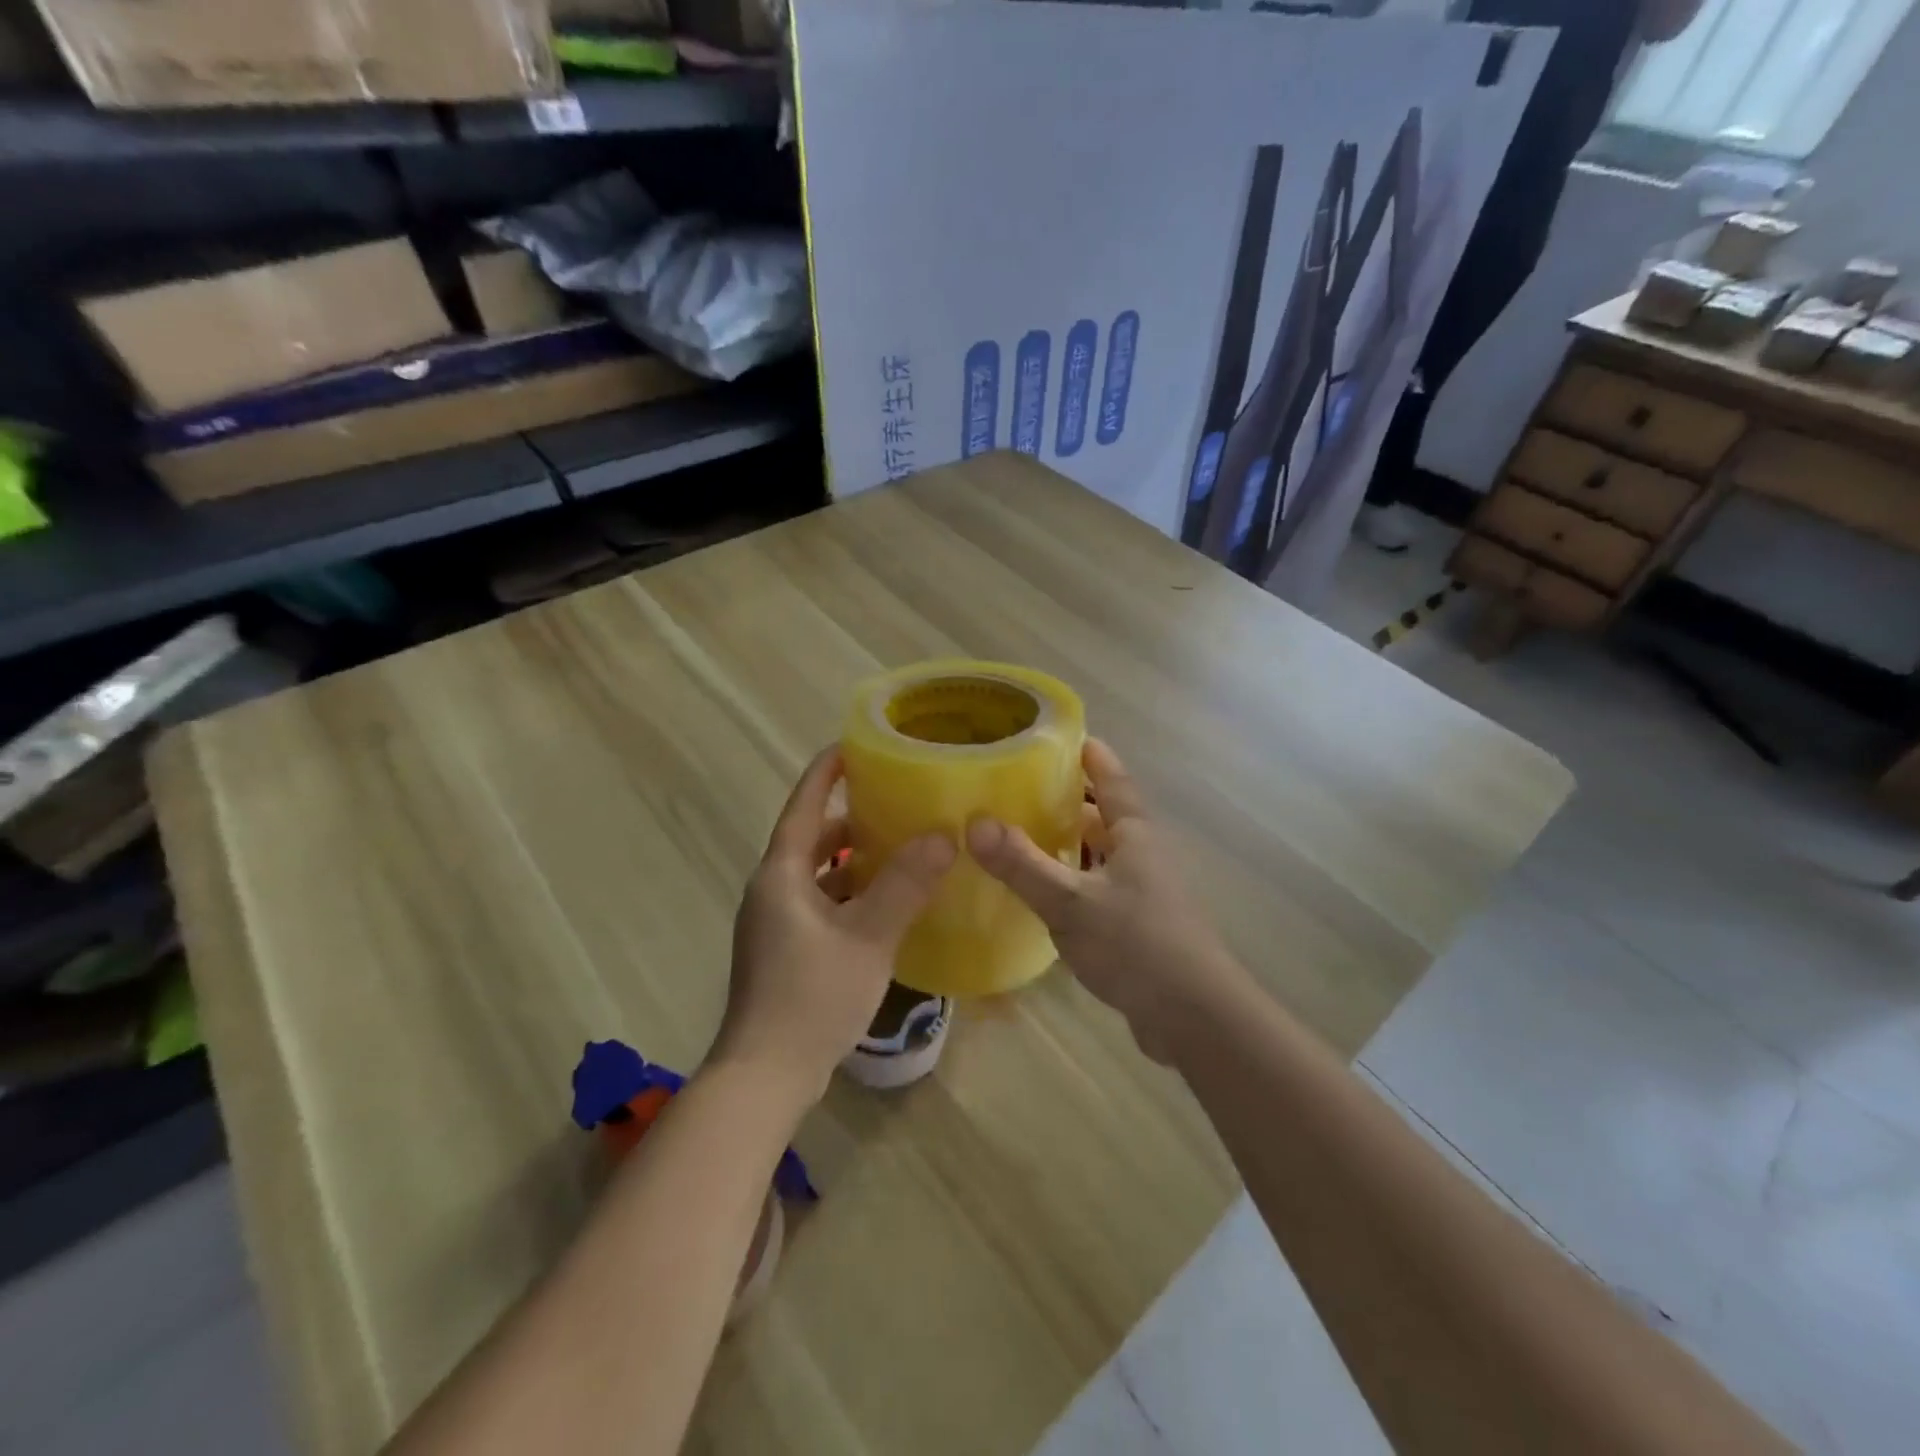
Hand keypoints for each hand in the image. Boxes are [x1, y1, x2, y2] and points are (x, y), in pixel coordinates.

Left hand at [712, 747, 955, 1106]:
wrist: (765, 1076)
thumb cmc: (812, 996)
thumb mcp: (867, 936)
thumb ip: (905, 884)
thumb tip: (943, 835)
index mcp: (781, 874)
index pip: (804, 805)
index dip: (827, 772)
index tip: (855, 745)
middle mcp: (771, 890)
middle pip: (811, 839)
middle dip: (850, 819)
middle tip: (896, 801)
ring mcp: (775, 923)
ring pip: (817, 875)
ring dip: (852, 860)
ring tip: (900, 848)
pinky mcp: (784, 951)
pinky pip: (820, 904)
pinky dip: (849, 894)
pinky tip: (885, 905)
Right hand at [966, 739, 1248, 1061]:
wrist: (1193, 1018)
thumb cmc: (1137, 945)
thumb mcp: (1071, 902)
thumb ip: (1022, 864)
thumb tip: (974, 822)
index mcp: (1134, 835)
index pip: (1112, 780)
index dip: (1089, 756)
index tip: (1060, 737)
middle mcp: (1142, 855)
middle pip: (1103, 816)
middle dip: (1066, 801)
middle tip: (1018, 788)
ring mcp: (1143, 893)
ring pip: (1099, 855)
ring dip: (1067, 844)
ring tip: (1021, 836)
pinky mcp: (1137, 927)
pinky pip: (1097, 889)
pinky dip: (1071, 882)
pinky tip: (1043, 894)